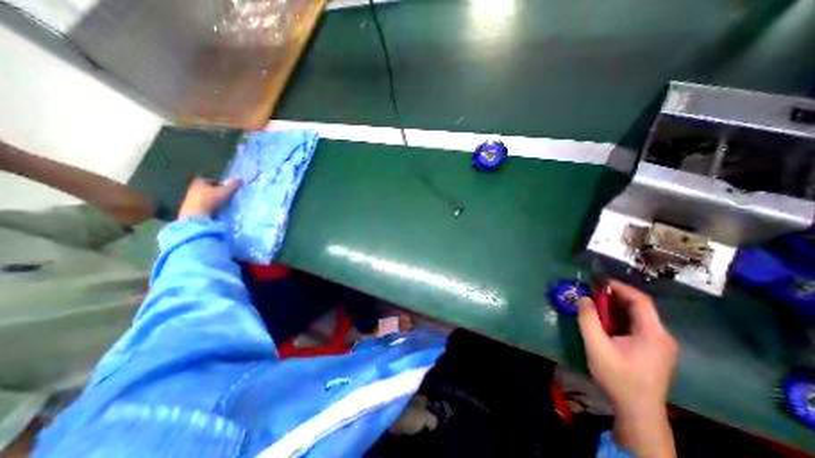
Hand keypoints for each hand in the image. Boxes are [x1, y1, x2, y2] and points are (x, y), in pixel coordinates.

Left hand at [179, 176, 241, 217]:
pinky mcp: (189, 207)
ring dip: (211, 200)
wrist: (196, 215)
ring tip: (221, 205)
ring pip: (204, 197)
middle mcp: (192, 188)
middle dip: (214, 191)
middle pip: (206, 188)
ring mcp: (190, 198)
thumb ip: (233, 185)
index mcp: (199, 182)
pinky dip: (208, 207)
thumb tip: (241, 179)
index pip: (210, 180)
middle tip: (224, 196)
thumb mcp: (225, 191)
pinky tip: (214, 211)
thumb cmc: (210, 199)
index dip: (218, 183)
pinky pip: (202, 205)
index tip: (225, 188)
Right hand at [576, 280, 677, 455]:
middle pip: (639, 307)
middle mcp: (662, 335)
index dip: (619, 287)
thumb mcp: (596, 346)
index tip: (598, 281)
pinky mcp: (654, 350)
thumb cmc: (618, 377)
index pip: (640, 300)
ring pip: (637, 316)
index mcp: (653, 333)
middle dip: (614, 297)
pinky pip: (637, 326)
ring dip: (615, 308)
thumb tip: (583, 298)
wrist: (638, 410)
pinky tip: (605, 323)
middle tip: (592, 293)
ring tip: (594, 306)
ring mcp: (660, 344)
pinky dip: (620, 318)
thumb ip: (588, 319)